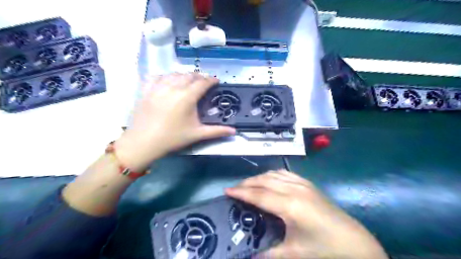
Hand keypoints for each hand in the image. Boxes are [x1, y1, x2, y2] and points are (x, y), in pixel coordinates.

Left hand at [113, 73, 234, 171]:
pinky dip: (165, 76)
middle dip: (199, 77)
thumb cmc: (172, 138)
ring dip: (184, 75)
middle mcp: (173, 87)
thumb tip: (234, 131)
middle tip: (204, 82)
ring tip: (188, 80)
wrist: (143, 142)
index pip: (203, 83)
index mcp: (187, 97)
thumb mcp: (197, 134)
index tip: (216, 81)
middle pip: (189, 76)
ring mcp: (158, 87)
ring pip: (174, 74)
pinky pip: (157, 77)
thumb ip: (217, 131)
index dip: (211, 80)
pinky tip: (168, 81)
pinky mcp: (146, 89)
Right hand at [226, 170, 385, 258]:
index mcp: (289, 205)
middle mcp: (294, 190)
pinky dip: (273, 175)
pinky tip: (271, 180)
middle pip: (264, 180)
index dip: (241, 192)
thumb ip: (269, 254)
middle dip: (247, 183)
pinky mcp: (309, 185)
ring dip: (260, 177)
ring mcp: (303, 184)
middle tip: (235, 188)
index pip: (259, 195)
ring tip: (250, 184)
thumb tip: (249, 257)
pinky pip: (286, 174)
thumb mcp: (294, 254)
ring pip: (274, 174)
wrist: (355, 244)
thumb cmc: (324, 249)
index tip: (227, 191)